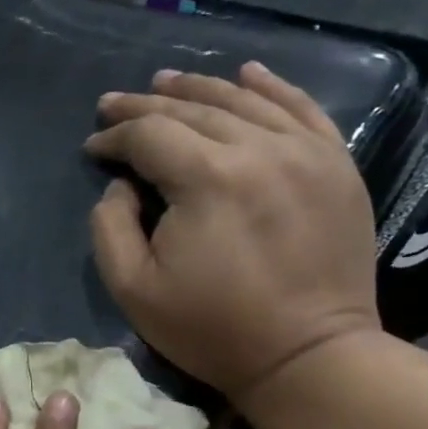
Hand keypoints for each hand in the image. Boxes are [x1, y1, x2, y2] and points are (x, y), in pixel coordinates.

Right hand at [86, 62, 380, 406]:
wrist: (309, 355)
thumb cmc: (211, 328)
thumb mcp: (133, 288)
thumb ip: (110, 226)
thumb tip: (122, 185)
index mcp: (207, 179)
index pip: (149, 134)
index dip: (114, 136)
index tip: (92, 147)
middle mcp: (260, 149)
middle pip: (193, 110)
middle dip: (145, 105)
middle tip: (112, 103)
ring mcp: (307, 152)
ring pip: (244, 101)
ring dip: (198, 89)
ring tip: (164, 82)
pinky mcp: (335, 166)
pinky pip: (302, 109)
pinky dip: (272, 86)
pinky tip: (248, 73)